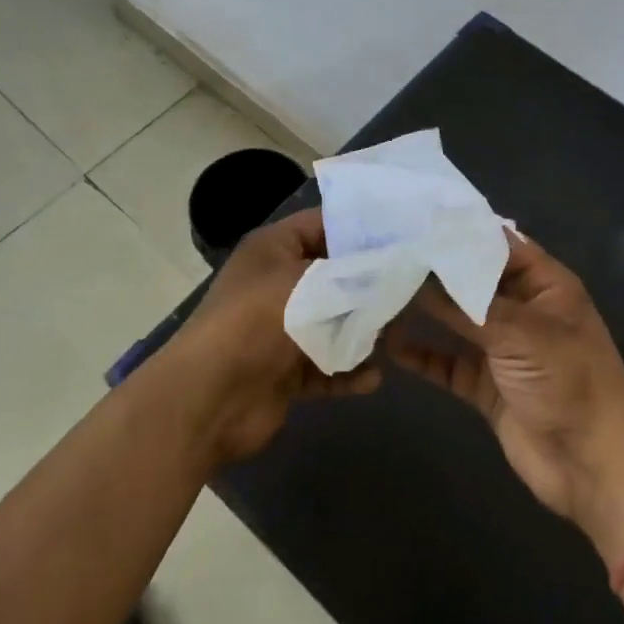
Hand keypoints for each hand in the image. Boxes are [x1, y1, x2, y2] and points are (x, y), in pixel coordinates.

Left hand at [162, 208, 381, 463]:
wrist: (210, 399)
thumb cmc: (259, 322)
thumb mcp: (312, 283)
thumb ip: (357, 273)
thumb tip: (393, 268)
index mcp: (273, 248)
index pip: (323, 224)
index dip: (361, 228)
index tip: (405, 236)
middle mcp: (276, 282)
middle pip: (333, 276)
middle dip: (370, 285)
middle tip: (414, 289)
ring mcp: (280, 329)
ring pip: (332, 323)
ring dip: (361, 332)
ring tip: (397, 337)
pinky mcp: (284, 371)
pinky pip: (325, 366)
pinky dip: (347, 372)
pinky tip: (373, 378)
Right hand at [391, 232, 623, 565]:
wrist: (595, 467)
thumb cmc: (569, 383)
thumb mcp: (520, 332)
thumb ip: (467, 303)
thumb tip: (417, 272)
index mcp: (543, 284)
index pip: (495, 243)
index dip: (457, 231)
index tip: (411, 217)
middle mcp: (520, 309)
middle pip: (470, 280)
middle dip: (432, 270)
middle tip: (382, 252)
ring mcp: (502, 348)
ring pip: (455, 320)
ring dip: (422, 310)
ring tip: (378, 291)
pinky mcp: (486, 385)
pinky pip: (448, 362)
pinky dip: (422, 355)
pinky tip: (389, 345)